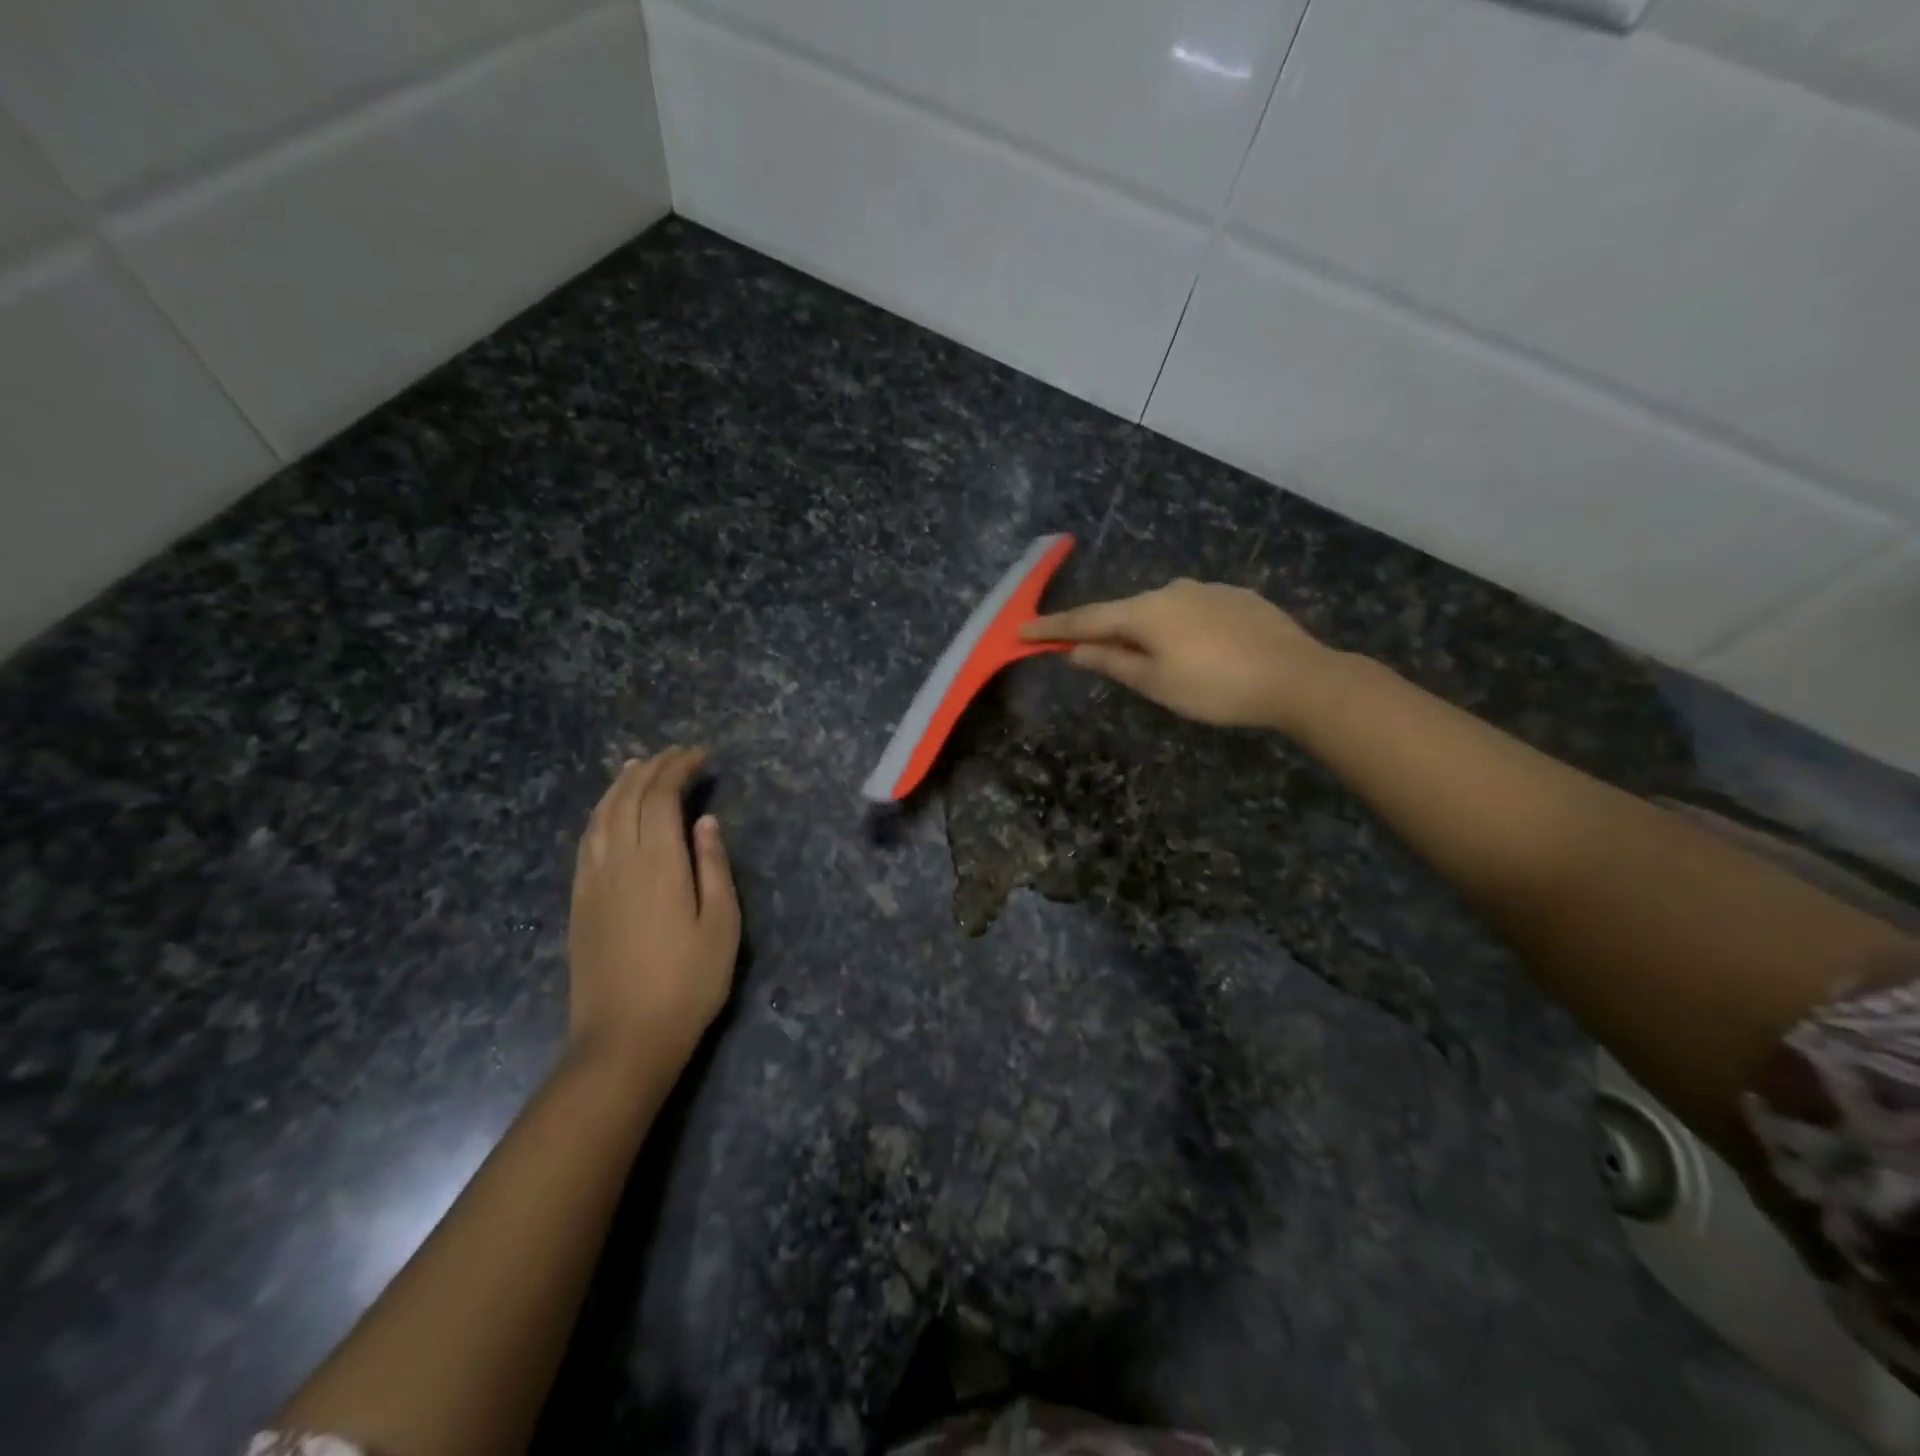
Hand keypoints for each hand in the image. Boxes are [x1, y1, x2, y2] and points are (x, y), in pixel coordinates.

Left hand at [567, 748, 739, 1075]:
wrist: (624, 1038)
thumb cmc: (688, 983)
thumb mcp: (721, 926)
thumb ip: (714, 867)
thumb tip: (705, 821)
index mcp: (658, 863)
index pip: (661, 797)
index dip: (678, 769)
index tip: (700, 756)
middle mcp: (619, 861)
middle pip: (628, 798)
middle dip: (651, 768)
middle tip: (676, 755)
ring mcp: (592, 880)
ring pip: (600, 815)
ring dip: (621, 784)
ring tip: (638, 766)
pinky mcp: (579, 900)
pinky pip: (586, 840)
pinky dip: (599, 813)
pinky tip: (609, 812)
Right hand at [1024, 579, 1337, 730]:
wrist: (1297, 677)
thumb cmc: (1215, 688)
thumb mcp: (1156, 683)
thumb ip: (1112, 662)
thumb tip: (1075, 651)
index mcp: (1145, 612)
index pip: (1086, 620)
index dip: (1052, 628)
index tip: (1021, 630)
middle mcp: (1171, 590)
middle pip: (1124, 612)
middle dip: (1103, 632)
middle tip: (1087, 654)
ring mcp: (1207, 590)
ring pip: (1161, 611)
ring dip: (1145, 632)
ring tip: (1156, 662)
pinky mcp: (1236, 597)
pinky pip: (1192, 611)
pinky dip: (1180, 628)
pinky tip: (1198, 650)